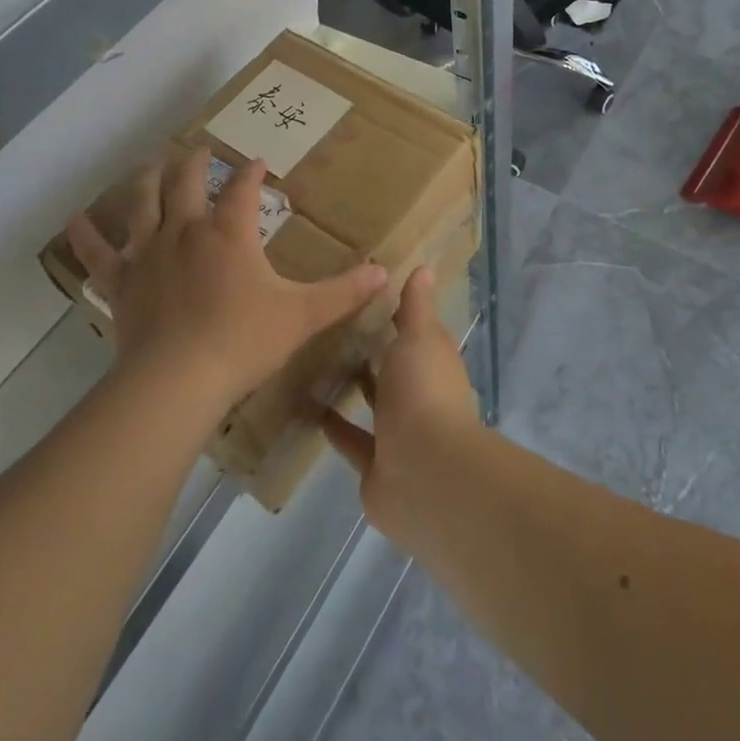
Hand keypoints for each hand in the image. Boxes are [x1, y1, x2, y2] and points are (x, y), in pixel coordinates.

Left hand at [66, 150, 386, 417]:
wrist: (178, 380)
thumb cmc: (243, 341)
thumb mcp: (302, 316)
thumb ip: (344, 292)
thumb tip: (386, 271)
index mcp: (229, 232)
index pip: (242, 189)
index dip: (251, 173)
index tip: (258, 163)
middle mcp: (185, 230)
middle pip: (187, 182)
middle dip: (195, 162)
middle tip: (199, 150)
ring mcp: (148, 252)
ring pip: (143, 203)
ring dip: (147, 180)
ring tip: (150, 163)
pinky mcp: (121, 281)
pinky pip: (98, 253)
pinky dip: (86, 236)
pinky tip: (75, 220)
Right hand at [322, 267, 480, 544]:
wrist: (425, 473)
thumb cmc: (423, 392)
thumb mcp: (419, 337)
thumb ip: (416, 306)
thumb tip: (424, 267)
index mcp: (433, 363)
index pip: (415, 331)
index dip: (395, 312)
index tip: (363, 291)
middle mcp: (418, 395)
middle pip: (392, 367)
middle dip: (368, 349)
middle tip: (327, 323)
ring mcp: (398, 432)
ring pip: (373, 403)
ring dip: (352, 386)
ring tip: (312, 359)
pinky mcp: (375, 463)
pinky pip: (351, 440)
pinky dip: (333, 425)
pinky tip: (306, 404)